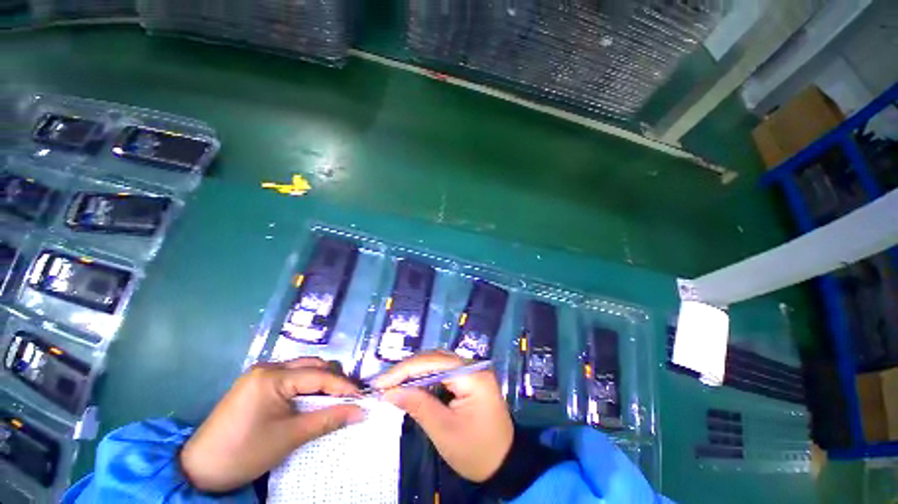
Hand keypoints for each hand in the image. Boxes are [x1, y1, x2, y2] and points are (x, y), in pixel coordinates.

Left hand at [180, 357, 363, 492]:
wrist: (197, 469)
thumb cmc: (244, 453)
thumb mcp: (290, 438)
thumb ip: (328, 419)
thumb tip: (360, 411)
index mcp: (273, 376)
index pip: (319, 375)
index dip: (344, 386)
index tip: (362, 397)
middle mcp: (268, 366)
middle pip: (314, 365)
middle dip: (335, 380)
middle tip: (349, 398)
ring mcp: (261, 373)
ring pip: (304, 369)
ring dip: (322, 382)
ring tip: (335, 399)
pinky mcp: (257, 383)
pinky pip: (292, 377)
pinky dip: (307, 386)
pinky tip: (313, 399)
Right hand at [373, 351, 513, 481]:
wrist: (505, 464)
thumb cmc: (476, 451)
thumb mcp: (444, 431)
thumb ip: (417, 405)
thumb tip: (388, 392)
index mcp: (472, 375)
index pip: (432, 362)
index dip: (404, 370)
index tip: (380, 383)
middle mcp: (474, 365)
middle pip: (435, 358)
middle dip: (407, 370)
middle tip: (383, 384)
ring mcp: (473, 370)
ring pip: (437, 362)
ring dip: (415, 372)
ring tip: (393, 384)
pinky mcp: (469, 377)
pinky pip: (443, 371)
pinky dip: (426, 378)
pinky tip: (412, 385)